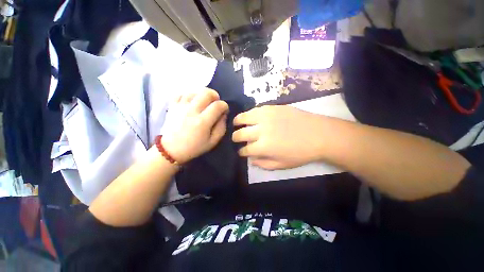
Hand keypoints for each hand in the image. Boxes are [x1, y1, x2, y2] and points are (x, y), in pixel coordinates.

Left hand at [161, 88, 228, 163]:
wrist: (171, 150)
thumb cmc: (194, 147)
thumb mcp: (213, 141)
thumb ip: (221, 127)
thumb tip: (223, 114)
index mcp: (203, 122)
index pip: (218, 105)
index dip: (224, 106)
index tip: (224, 110)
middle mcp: (191, 111)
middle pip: (206, 93)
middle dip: (215, 96)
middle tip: (215, 103)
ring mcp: (180, 106)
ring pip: (195, 91)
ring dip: (202, 96)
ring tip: (204, 103)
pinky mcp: (172, 105)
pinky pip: (182, 93)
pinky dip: (189, 96)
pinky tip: (192, 102)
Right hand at [232, 105, 326, 169]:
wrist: (319, 134)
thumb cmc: (301, 153)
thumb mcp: (282, 165)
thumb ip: (264, 163)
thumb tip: (251, 159)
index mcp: (263, 147)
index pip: (245, 149)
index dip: (241, 152)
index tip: (241, 152)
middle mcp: (261, 131)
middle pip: (240, 134)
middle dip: (235, 137)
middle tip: (235, 138)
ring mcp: (266, 117)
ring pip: (244, 118)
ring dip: (237, 122)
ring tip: (236, 123)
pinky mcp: (272, 108)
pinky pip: (255, 109)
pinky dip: (249, 114)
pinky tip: (249, 116)